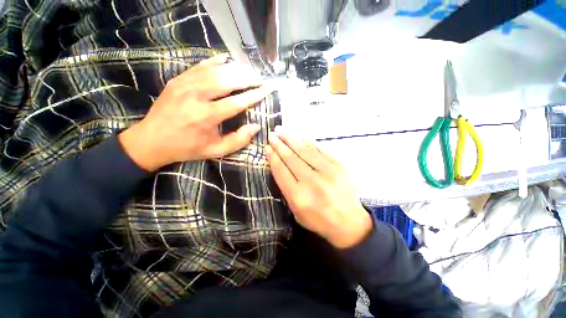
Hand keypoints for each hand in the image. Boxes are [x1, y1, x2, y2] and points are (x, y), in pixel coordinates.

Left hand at [119, 54, 270, 171]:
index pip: (237, 102)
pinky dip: (214, 61)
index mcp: (207, 117)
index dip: (254, 95)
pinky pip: (199, 66)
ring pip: (215, 70)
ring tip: (249, 72)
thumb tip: (255, 126)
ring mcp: (185, 85)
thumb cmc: (188, 147)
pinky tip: (226, 59)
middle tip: (260, 79)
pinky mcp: (178, 80)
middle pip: (227, 81)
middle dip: (247, 78)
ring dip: (235, 69)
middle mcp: (196, 97)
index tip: (266, 90)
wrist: (152, 140)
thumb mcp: (216, 150)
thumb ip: (238, 140)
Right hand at [266, 126, 372, 248]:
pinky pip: (320, 149)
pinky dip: (308, 142)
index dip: (273, 157)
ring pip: (305, 150)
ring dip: (291, 138)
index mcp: (299, 196)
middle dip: (279, 144)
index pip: (281, 170)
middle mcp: (312, 181)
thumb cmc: (318, 219)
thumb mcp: (296, 211)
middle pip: (291, 158)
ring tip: (281, 130)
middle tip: (272, 134)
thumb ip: (286, 189)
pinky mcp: (338, 165)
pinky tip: (300, 137)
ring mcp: (327, 171)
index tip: (267, 147)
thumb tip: (279, 165)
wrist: (349, 222)